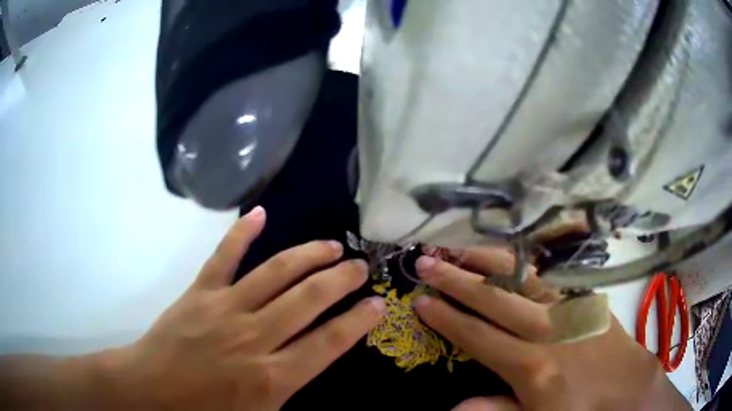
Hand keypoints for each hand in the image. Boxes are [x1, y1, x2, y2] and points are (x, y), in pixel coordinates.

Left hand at [116, 206, 384, 409]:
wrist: (154, 390)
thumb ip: (292, 390)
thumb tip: (318, 361)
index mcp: (272, 377)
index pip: (329, 342)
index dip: (359, 320)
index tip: (378, 303)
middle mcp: (254, 338)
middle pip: (308, 299)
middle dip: (342, 279)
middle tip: (360, 266)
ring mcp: (225, 309)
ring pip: (275, 273)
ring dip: (308, 255)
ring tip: (330, 246)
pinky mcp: (200, 292)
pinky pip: (224, 256)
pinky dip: (242, 233)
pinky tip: (261, 214)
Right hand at [412, 247, 689, 410]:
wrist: (628, 387)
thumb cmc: (580, 409)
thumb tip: (453, 407)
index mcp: (531, 365)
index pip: (477, 335)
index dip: (446, 317)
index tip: (420, 300)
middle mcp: (547, 329)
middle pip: (493, 298)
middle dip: (456, 279)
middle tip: (426, 262)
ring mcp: (568, 308)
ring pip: (521, 276)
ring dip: (486, 261)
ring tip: (459, 248)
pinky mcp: (584, 298)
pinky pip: (548, 275)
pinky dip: (523, 264)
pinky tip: (507, 258)